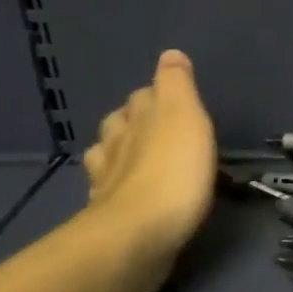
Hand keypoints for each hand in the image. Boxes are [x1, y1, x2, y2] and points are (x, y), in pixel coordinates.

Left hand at [81, 50, 217, 291]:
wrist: (139, 237)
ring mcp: (108, 184)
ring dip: (119, 154)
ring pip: (109, 158)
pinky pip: (112, 194)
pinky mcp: (110, 218)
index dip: (156, 94)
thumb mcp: (184, 115)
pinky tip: (128, 195)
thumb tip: (170, 54)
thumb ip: (177, 85)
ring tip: (134, 157)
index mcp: (136, 119)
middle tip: (153, 125)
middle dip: (132, 121)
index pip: (143, 95)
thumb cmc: (173, 171)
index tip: (171, 95)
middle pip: (120, 125)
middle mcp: (116, 146)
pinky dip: (119, 189)